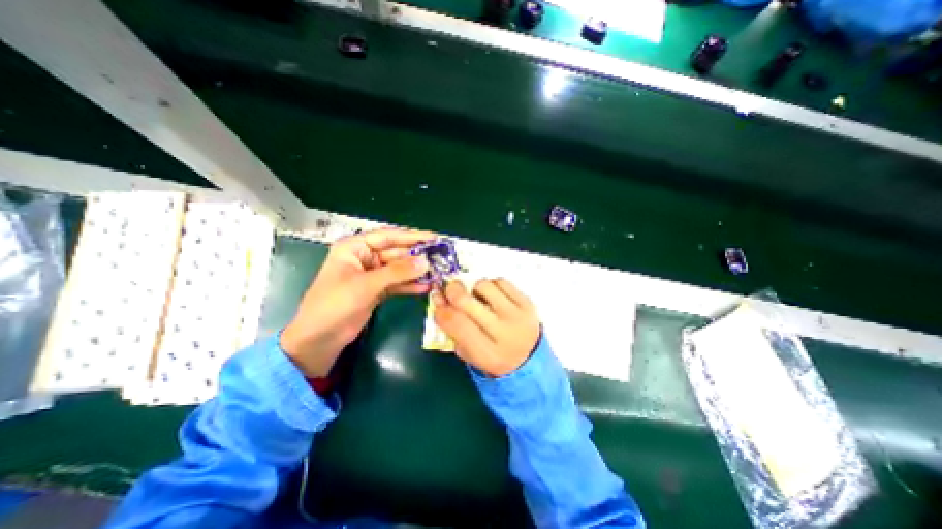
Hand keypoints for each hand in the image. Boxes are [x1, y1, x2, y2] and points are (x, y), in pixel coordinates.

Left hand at [281, 229, 436, 378]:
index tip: (435, 238)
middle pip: (396, 252)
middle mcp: (364, 257)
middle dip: (417, 256)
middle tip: (441, 258)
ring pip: (398, 269)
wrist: (319, 339)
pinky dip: (410, 285)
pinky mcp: (376, 290)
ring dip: (416, 271)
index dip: (412, 236)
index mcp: (354, 248)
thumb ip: (397, 272)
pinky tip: (426, 286)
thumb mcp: (366, 285)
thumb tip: (426, 261)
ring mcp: (371, 275)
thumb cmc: (334, 305)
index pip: (388, 236)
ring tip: (437, 273)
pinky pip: (397, 283)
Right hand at [430, 279, 541, 378]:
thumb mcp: (470, 355)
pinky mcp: (527, 302)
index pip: (456, 324)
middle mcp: (503, 333)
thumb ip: (452, 331)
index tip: (438, 302)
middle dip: (453, 291)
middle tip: (451, 289)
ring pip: (484, 286)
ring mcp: (518, 315)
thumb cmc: (493, 357)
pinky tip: (493, 295)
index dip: (441, 309)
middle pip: (466, 301)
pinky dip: (492, 285)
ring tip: (478, 297)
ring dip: (474, 288)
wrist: (531, 358)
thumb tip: (439, 299)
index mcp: (487, 354)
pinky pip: (501, 281)